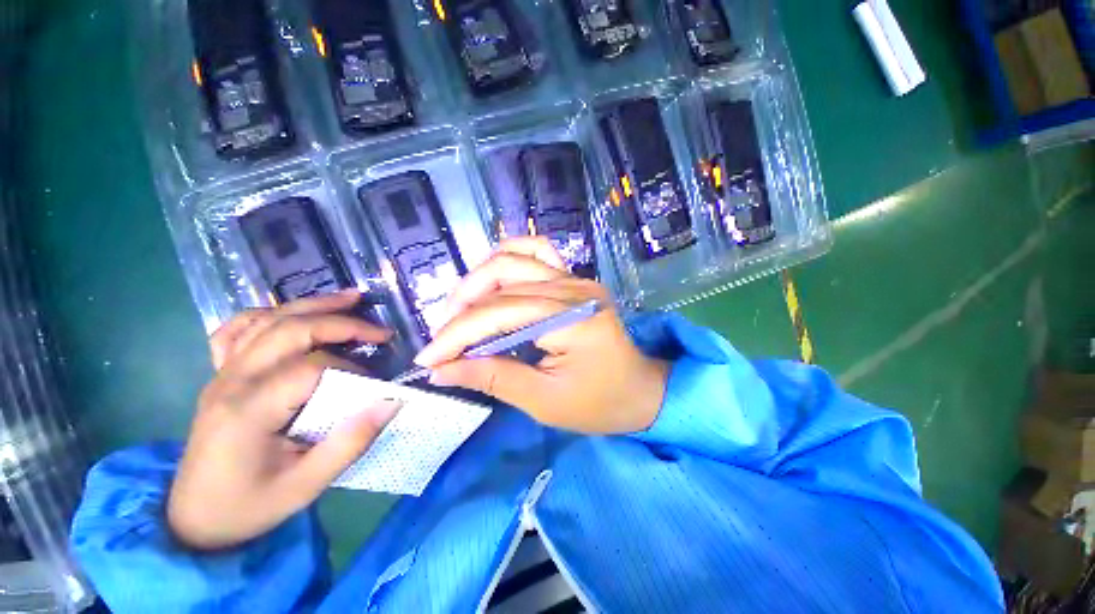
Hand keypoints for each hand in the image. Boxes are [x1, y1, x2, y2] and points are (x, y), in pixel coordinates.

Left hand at [168, 290, 400, 549]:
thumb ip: (349, 443)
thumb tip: (391, 403)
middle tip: (381, 331)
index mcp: (248, 410)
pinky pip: (237, 330)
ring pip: (267, 319)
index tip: (376, 387)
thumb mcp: (305, 487)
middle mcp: (231, 381)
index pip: (311, 368)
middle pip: (290, 330)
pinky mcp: (220, 375)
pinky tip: (291, 313)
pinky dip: (268, 314)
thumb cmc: (248, 507)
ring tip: (351, 299)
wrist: (192, 520)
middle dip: (342, 323)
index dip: (352, 370)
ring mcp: (221, 374)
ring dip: (312, 305)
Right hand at [415, 238, 669, 434]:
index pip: (499, 315)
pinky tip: (493, 277)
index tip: (427, 359)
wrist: (640, 390)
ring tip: (460, 311)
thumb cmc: (599, 403)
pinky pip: (538, 252)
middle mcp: (574, 289)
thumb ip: (493, 378)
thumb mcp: (543, 401)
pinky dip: (509, 258)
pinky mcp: (575, 280)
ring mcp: (576, 279)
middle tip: (443, 340)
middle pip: (502, 284)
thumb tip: (442, 370)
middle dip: (462, 310)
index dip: (457, 335)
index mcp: (572, 321)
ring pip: (514, 260)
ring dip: (478, 282)